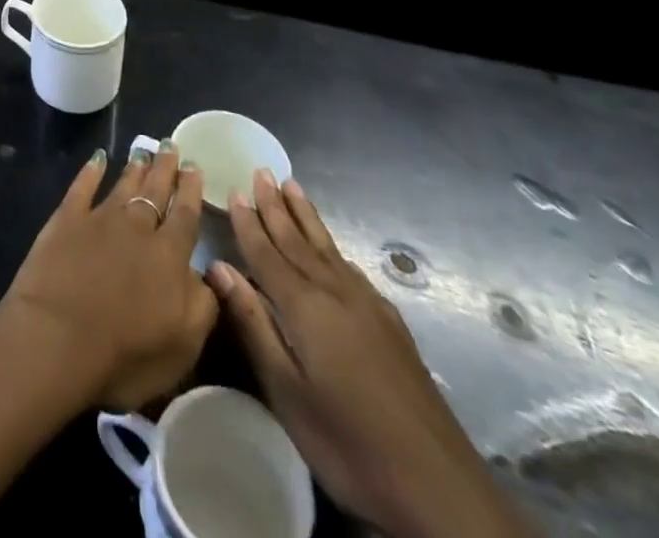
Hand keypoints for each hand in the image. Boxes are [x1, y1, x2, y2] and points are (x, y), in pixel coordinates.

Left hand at [0, 144, 218, 411]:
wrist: (56, 338)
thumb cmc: (125, 355)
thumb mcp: (183, 345)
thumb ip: (203, 304)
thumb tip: (209, 273)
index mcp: (170, 257)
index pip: (186, 216)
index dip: (191, 192)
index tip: (195, 167)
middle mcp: (138, 228)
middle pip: (156, 191)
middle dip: (166, 169)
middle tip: (172, 146)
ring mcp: (100, 219)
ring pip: (123, 185)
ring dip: (135, 168)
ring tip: (144, 151)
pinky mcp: (66, 219)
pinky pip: (82, 187)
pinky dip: (91, 171)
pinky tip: (98, 158)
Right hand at [209, 171, 532, 537]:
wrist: (439, 487)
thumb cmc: (348, 442)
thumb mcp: (286, 392)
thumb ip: (253, 324)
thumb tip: (219, 267)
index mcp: (305, 306)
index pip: (267, 252)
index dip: (248, 222)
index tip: (233, 189)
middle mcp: (336, 293)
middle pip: (298, 240)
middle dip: (276, 206)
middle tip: (261, 171)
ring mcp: (368, 307)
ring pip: (327, 248)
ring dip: (306, 216)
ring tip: (292, 186)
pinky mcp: (391, 325)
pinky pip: (350, 268)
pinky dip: (333, 248)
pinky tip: (332, 249)